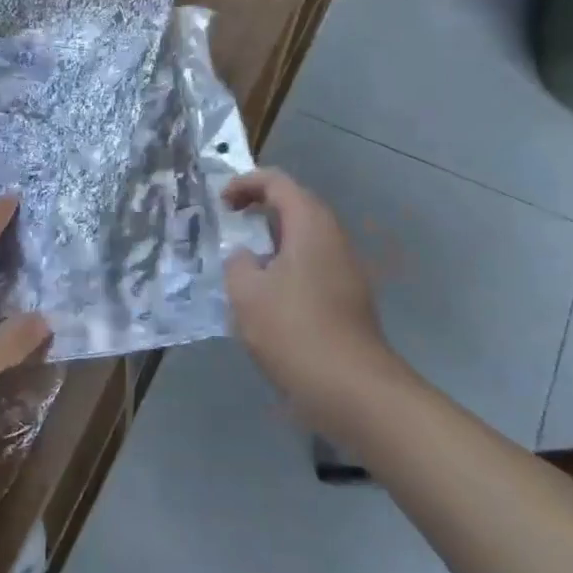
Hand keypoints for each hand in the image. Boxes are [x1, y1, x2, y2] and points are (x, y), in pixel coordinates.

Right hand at [223, 169, 413, 427]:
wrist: (351, 388)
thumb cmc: (293, 330)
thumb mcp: (246, 293)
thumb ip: (237, 264)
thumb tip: (246, 258)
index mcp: (310, 226)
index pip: (278, 183)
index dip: (246, 184)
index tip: (221, 203)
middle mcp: (334, 239)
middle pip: (297, 206)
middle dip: (262, 208)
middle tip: (232, 223)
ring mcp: (347, 270)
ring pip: (306, 239)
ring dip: (274, 240)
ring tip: (244, 261)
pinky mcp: (349, 299)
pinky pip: (313, 266)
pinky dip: (287, 266)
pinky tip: (267, 297)